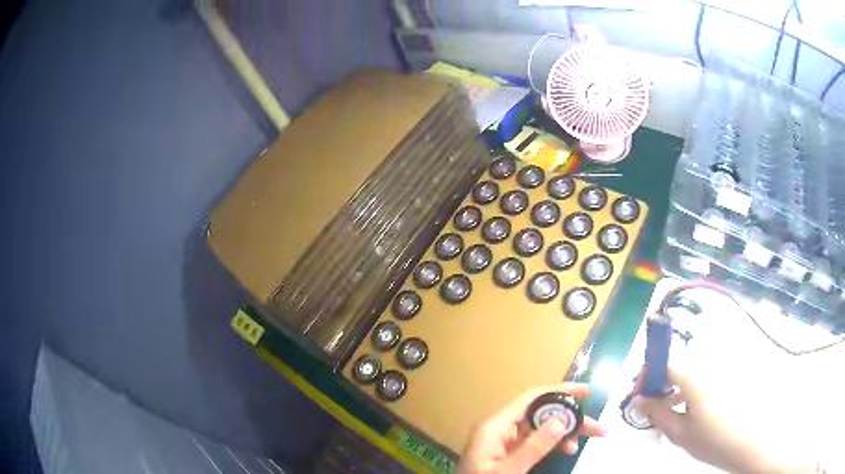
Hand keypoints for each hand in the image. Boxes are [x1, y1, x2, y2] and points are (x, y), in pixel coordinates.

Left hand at [459, 383, 605, 473]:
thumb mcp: (508, 470)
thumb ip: (533, 447)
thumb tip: (561, 419)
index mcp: (495, 426)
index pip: (531, 399)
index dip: (559, 392)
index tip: (586, 392)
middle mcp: (499, 429)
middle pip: (540, 414)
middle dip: (569, 417)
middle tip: (597, 426)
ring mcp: (503, 443)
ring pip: (540, 429)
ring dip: (565, 432)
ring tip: (590, 438)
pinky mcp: (507, 455)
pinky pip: (535, 443)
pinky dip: (553, 444)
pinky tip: (569, 449)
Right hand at [634, 367, 813, 473]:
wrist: (752, 440)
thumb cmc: (713, 439)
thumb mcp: (680, 433)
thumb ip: (658, 413)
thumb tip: (639, 398)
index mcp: (694, 374)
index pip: (663, 361)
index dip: (646, 374)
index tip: (638, 394)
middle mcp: (709, 361)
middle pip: (678, 361)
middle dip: (660, 381)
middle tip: (654, 404)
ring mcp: (723, 365)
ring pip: (692, 367)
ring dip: (677, 384)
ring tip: (672, 408)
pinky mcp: (732, 372)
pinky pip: (706, 371)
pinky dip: (694, 385)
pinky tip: (693, 406)